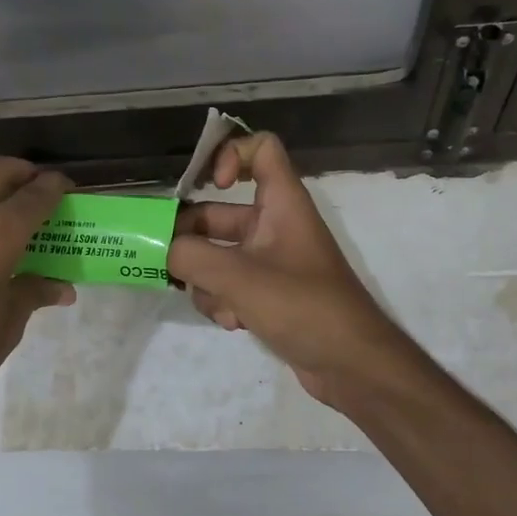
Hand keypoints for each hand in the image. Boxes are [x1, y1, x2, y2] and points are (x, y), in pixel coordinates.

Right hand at [167, 132, 412, 407]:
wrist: (351, 365)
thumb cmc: (303, 308)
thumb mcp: (240, 278)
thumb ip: (192, 258)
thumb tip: (165, 251)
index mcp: (282, 204)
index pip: (260, 149)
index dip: (230, 155)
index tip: (208, 185)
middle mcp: (275, 225)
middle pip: (219, 213)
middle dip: (191, 238)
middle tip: (166, 261)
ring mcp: (270, 261)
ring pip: (217, 254)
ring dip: (206, 279)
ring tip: (218, 303)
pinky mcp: (267, 293)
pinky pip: (229, 284)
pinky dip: (223, 301)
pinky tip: (234, 323)